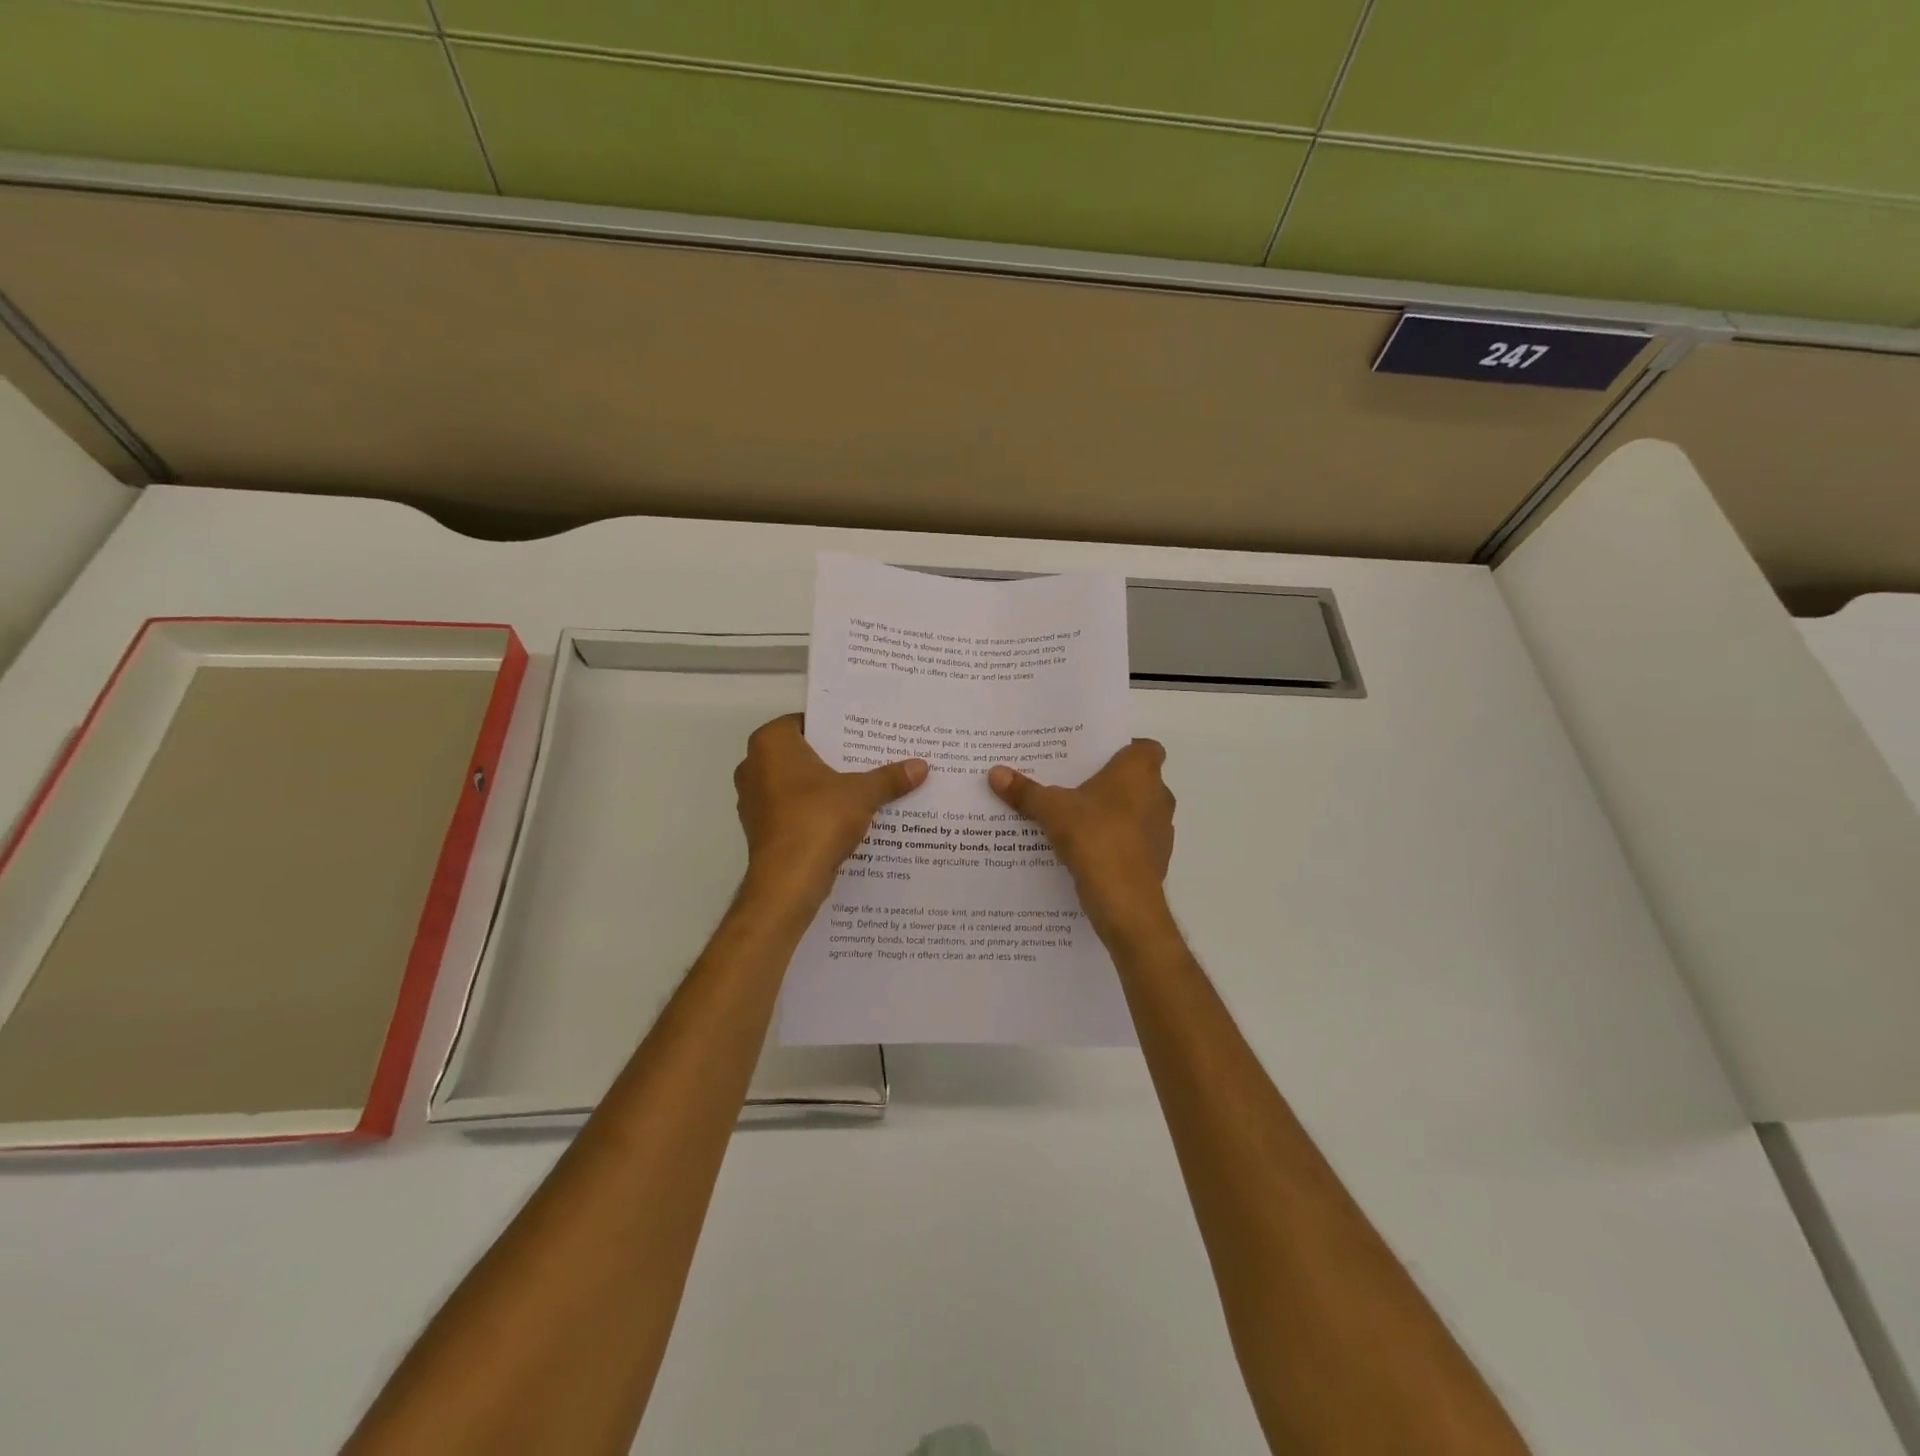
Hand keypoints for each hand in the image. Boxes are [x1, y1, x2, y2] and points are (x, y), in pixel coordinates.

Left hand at [735, 714, 926, 902]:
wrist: (788, 880)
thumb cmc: (818, 819)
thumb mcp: (862, 793)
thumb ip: (889, 777)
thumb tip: (921, 766)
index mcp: (771, 744)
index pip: (804, 722)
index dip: (834, 728)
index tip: (862, 735)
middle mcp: (753, 766)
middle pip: (801, 754)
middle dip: (833, 758)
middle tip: (869, 758)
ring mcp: (753, 800)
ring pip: (796, 784)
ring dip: (824, 788)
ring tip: (863, 788)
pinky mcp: (761, 829)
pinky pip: (793, 810)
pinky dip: (814, 812)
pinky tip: (846, 818)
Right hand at [988, 739, 1174, 944]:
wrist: (1125, 902)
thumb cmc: (1095, 838)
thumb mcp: (1051, 810)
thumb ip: (1025, 791)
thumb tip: (995, 772)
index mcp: (1139, 772)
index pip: (1145, 747)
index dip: (1123, 749)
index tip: (1095, 758)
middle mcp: (1158, 795)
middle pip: (1137, 780)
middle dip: (1110, 783)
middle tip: (1074, 785)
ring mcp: (1161, 830)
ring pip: (1137, 812)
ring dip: (1114, 814)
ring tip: (1076, 818)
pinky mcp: (1156, 860)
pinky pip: (1134, 841)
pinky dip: (1116, 842)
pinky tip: (1086, 850)